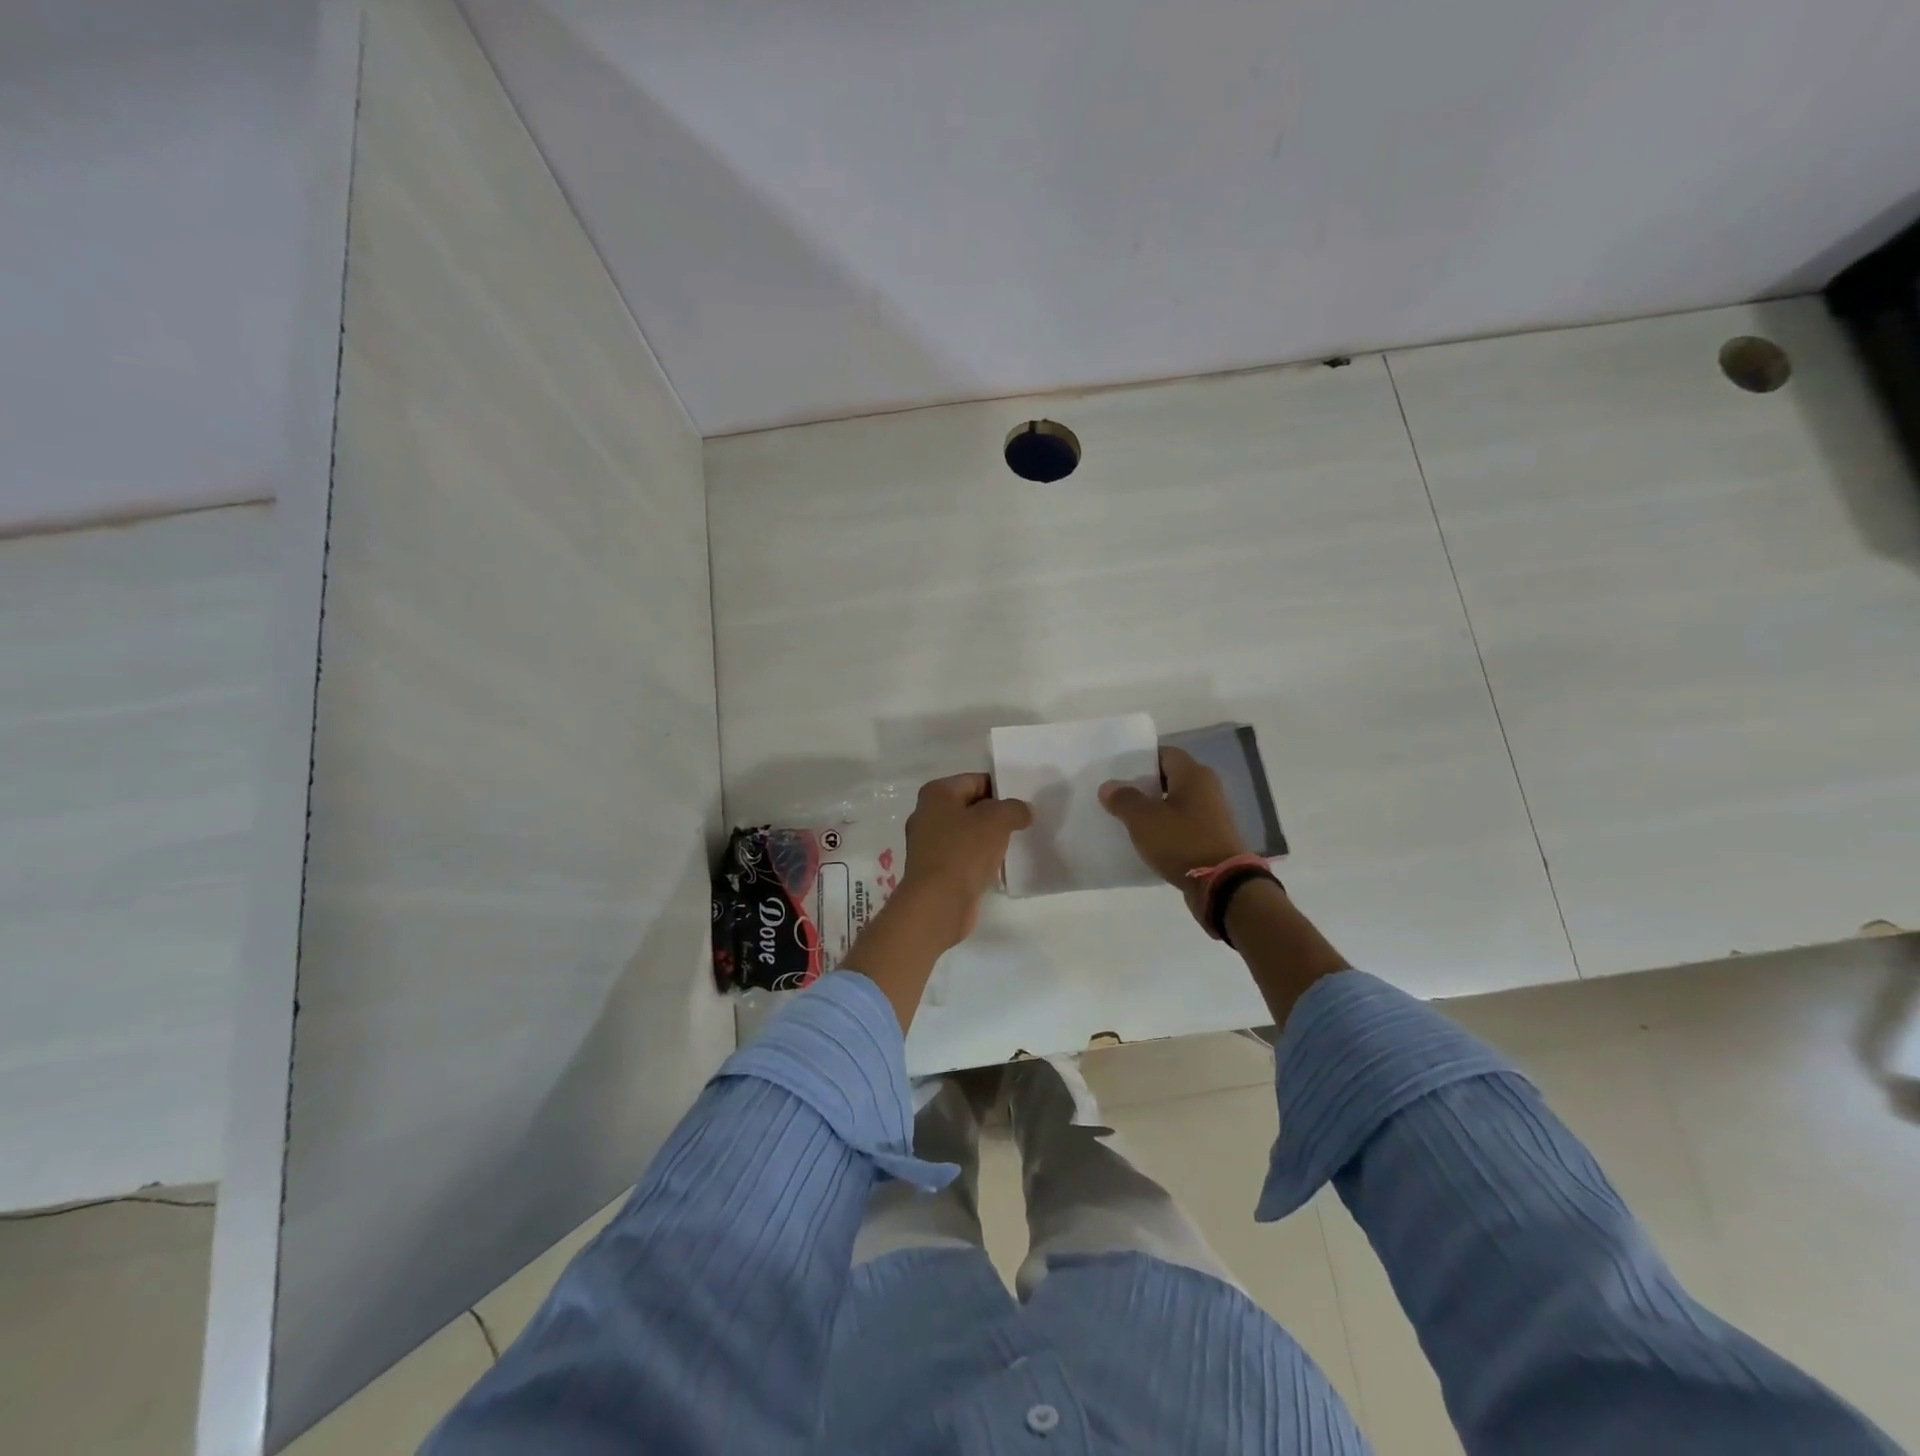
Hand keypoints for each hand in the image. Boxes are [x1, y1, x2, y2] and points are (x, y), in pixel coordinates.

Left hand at [898, 773, 1033, 945]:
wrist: (938, 903)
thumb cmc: (964, 851)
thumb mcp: (997, 820)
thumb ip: (1015, 809)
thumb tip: (1024, 811)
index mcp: (936, 793)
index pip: (976, 780)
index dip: (1002, 789)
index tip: (1025, 802)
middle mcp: (927, 814)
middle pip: (971, 806)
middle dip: (996, 814)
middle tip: (1024, 822)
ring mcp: (928, 844)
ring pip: (967, 833)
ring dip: (989, 838)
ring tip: (1015, 843)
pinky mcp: (934, 869)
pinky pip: (963, 855)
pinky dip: (980, 858)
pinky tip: (998, 865)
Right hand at [1099, 747, 1249, 917]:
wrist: (1222, 886)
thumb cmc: (1183, 842)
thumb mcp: (1144, 820)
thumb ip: (1124, 799)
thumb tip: (1108, 786)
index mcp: (1194, 775)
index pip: (1165, 753)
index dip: (1140, 759)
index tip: (1118, 772)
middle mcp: (1207, 788)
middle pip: (1170, 778)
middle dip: (1143, 786)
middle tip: (1117, 795)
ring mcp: (1211, 814)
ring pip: (1175, 802)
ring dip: (1153, 808)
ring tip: (1126, 818)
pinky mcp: (1211, 837)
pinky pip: (1182, 824)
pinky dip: (1165, 828)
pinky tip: (1146, 839)